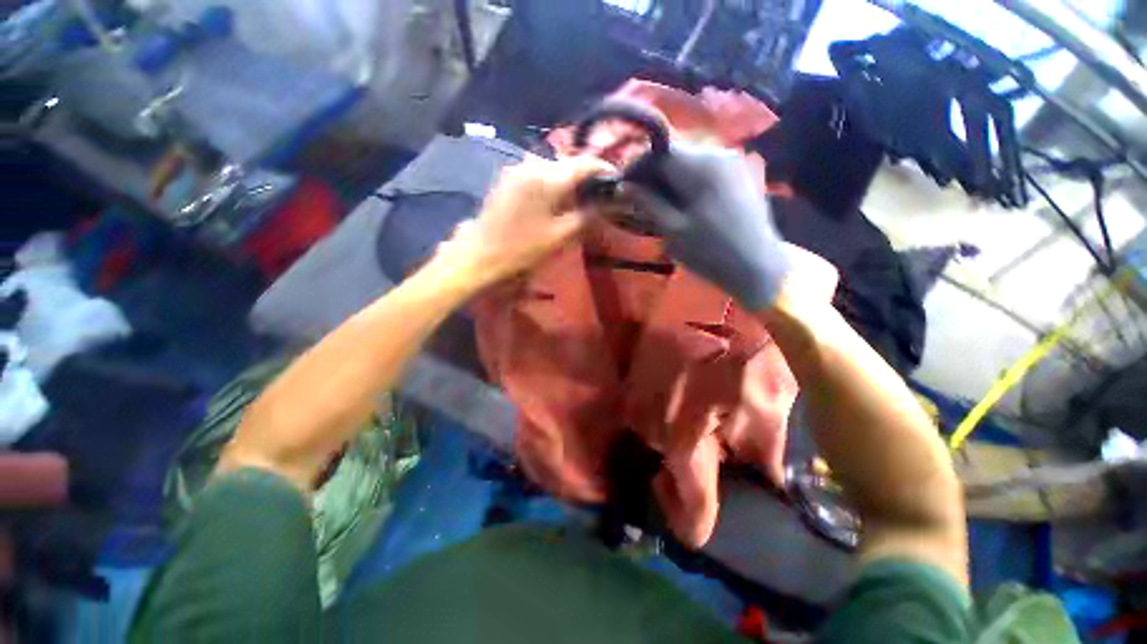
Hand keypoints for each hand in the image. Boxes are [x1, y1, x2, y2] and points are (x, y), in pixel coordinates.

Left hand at [433, 154, 614, 289]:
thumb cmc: (523, 248)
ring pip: (553, 169)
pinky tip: (555, 201)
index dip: (605, 171)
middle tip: (599, 197)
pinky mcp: (508, 178)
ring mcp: (517, 169)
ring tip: (579, 200)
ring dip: (569, 181)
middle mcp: (533, 164)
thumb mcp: (560, 236)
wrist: (481, 254)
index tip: (617, 183)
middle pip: (568, 164)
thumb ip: (587, 215)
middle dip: (586, 178)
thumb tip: (608, 203)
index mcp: (548, 177)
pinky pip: (538, 174)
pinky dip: (552, 184)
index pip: (585, 163)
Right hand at [629, 141, 790, 309]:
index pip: (659, 153)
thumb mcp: (672, 230)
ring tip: (658, 205)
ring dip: (669, 179)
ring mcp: (732, 162)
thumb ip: (647, 203)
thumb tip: (623, 185)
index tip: (623, 188)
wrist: (757, 266)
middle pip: (675, 154)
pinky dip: (687, 182)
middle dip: (653, 174)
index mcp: (701, 166)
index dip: (637, 167)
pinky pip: (705, 170)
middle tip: (639, 200)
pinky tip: (682, 204)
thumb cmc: (710, 252)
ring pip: (689, 162)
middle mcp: (719, 153)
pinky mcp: (739, 174)